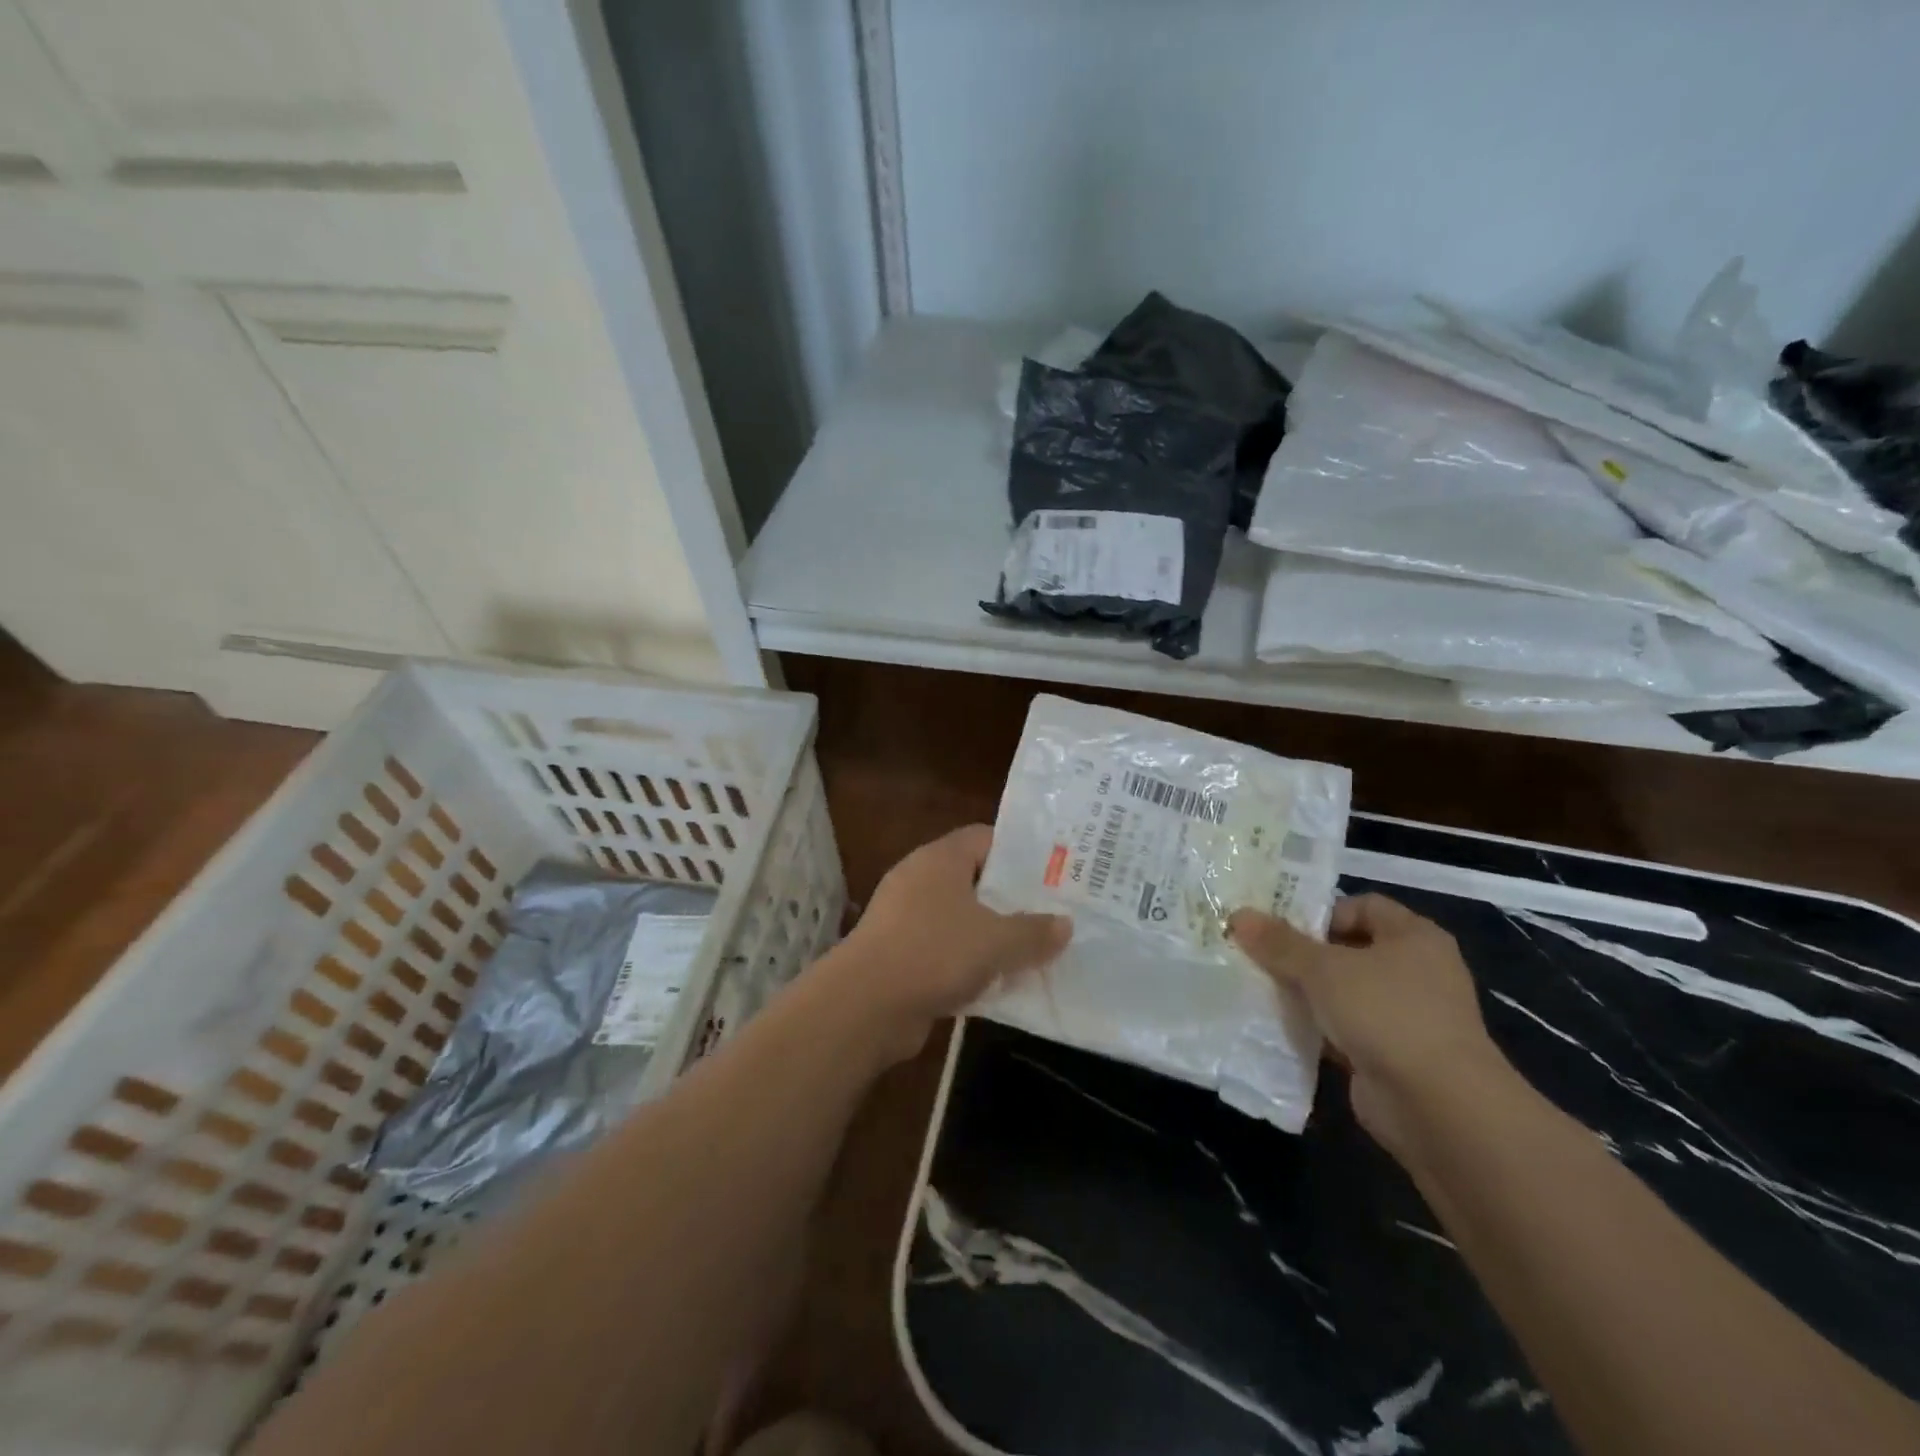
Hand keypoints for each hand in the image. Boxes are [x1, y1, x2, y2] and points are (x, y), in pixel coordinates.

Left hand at [826, 825, 1069, 1060]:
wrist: (866, 1005)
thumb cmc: (935, 952)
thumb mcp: (997, 941)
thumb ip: (1034, 932)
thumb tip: (1065, 925)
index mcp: (940, 859)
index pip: (985, 838)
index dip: (1019, 851)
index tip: (1054, 871)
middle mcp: (920, 879)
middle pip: (975, 879)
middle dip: (1011, 898)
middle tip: (1053, 912)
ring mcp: (905, 918)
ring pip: (961, 918)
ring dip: (992, 935)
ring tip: (1034, 949)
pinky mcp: (899, 954)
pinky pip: (945, 950)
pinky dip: (969, 962)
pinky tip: (999, 982)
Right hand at [1230, 894, 1504, 1157]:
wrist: (1439, 1108)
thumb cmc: (1385, 1014)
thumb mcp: (1322, 969)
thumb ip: (1279, 943)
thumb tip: (1238, 915)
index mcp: (1414, 937)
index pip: (1362, 906)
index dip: (1321, 912)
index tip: (1281, 929)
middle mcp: (1418, 971)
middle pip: (1350, 949)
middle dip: (1305, 955)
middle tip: (1262, 958)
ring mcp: (1409, 1016)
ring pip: (1346, 992)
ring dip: (1309, 994)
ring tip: (1265, 992)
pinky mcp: (1396, 1055)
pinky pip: (1348, 1030)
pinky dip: (1320, 1030)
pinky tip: (1285, 1030)